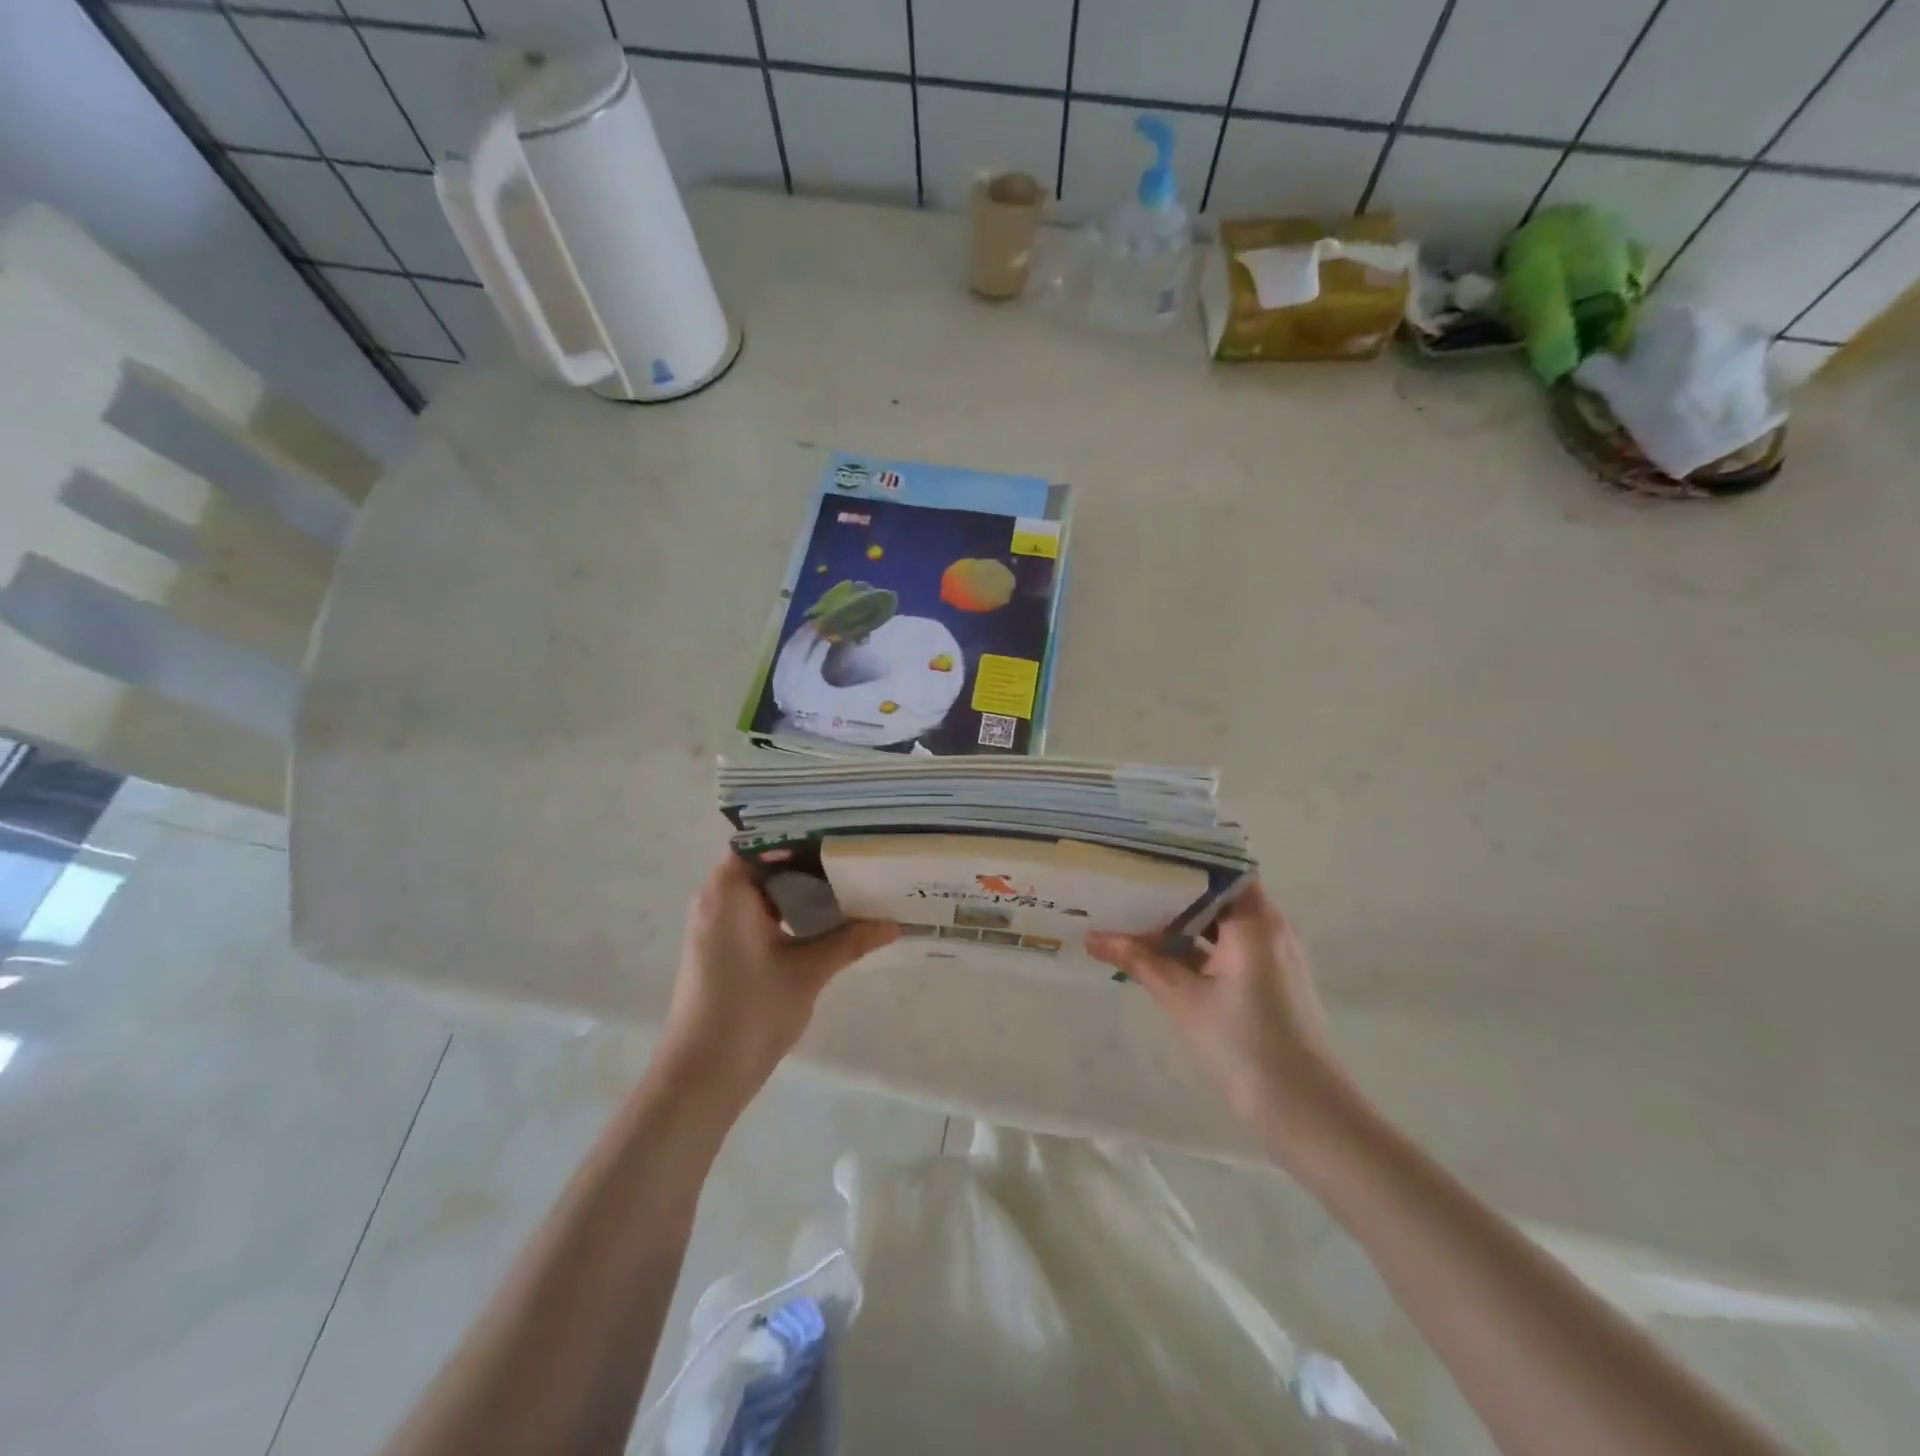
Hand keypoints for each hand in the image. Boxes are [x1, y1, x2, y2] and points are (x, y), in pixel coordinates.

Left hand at [659, 854, 897, 1108]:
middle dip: (810, 857)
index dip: (802, 830)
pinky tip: (827, 917)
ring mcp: (718, 924)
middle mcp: (717, 898)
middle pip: (767, 861)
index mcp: (728, 890)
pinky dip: (790, 909)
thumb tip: (894, 922)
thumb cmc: (750, 1012)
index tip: (842, 827)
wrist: (702, 1077)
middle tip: (857, 850)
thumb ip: (850, 940)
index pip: (765, 838)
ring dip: (802, 886)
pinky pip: (760, 912)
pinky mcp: (723, 948)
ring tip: (850, 877)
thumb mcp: (808, 971)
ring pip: (765, 888)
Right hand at [1088, 883, 1361, 1153]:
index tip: (1142, 856)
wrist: (1308, 1115)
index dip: (1181, 859)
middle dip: (1171, 892)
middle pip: (1217, 894)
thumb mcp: (1184, 1000)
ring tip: (1133, 915)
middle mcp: (1271, 929)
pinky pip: (1229, 948)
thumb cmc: (1246, 1047)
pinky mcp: (1271, 982)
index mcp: (1256, 922)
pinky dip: (1197, 947)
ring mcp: (1273, 956)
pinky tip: (1160, 955)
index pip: (1219, 868)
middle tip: (1126, 884)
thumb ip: (1140, 962)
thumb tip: (1093, 938)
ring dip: (1182, 923)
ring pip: (1221, 923)